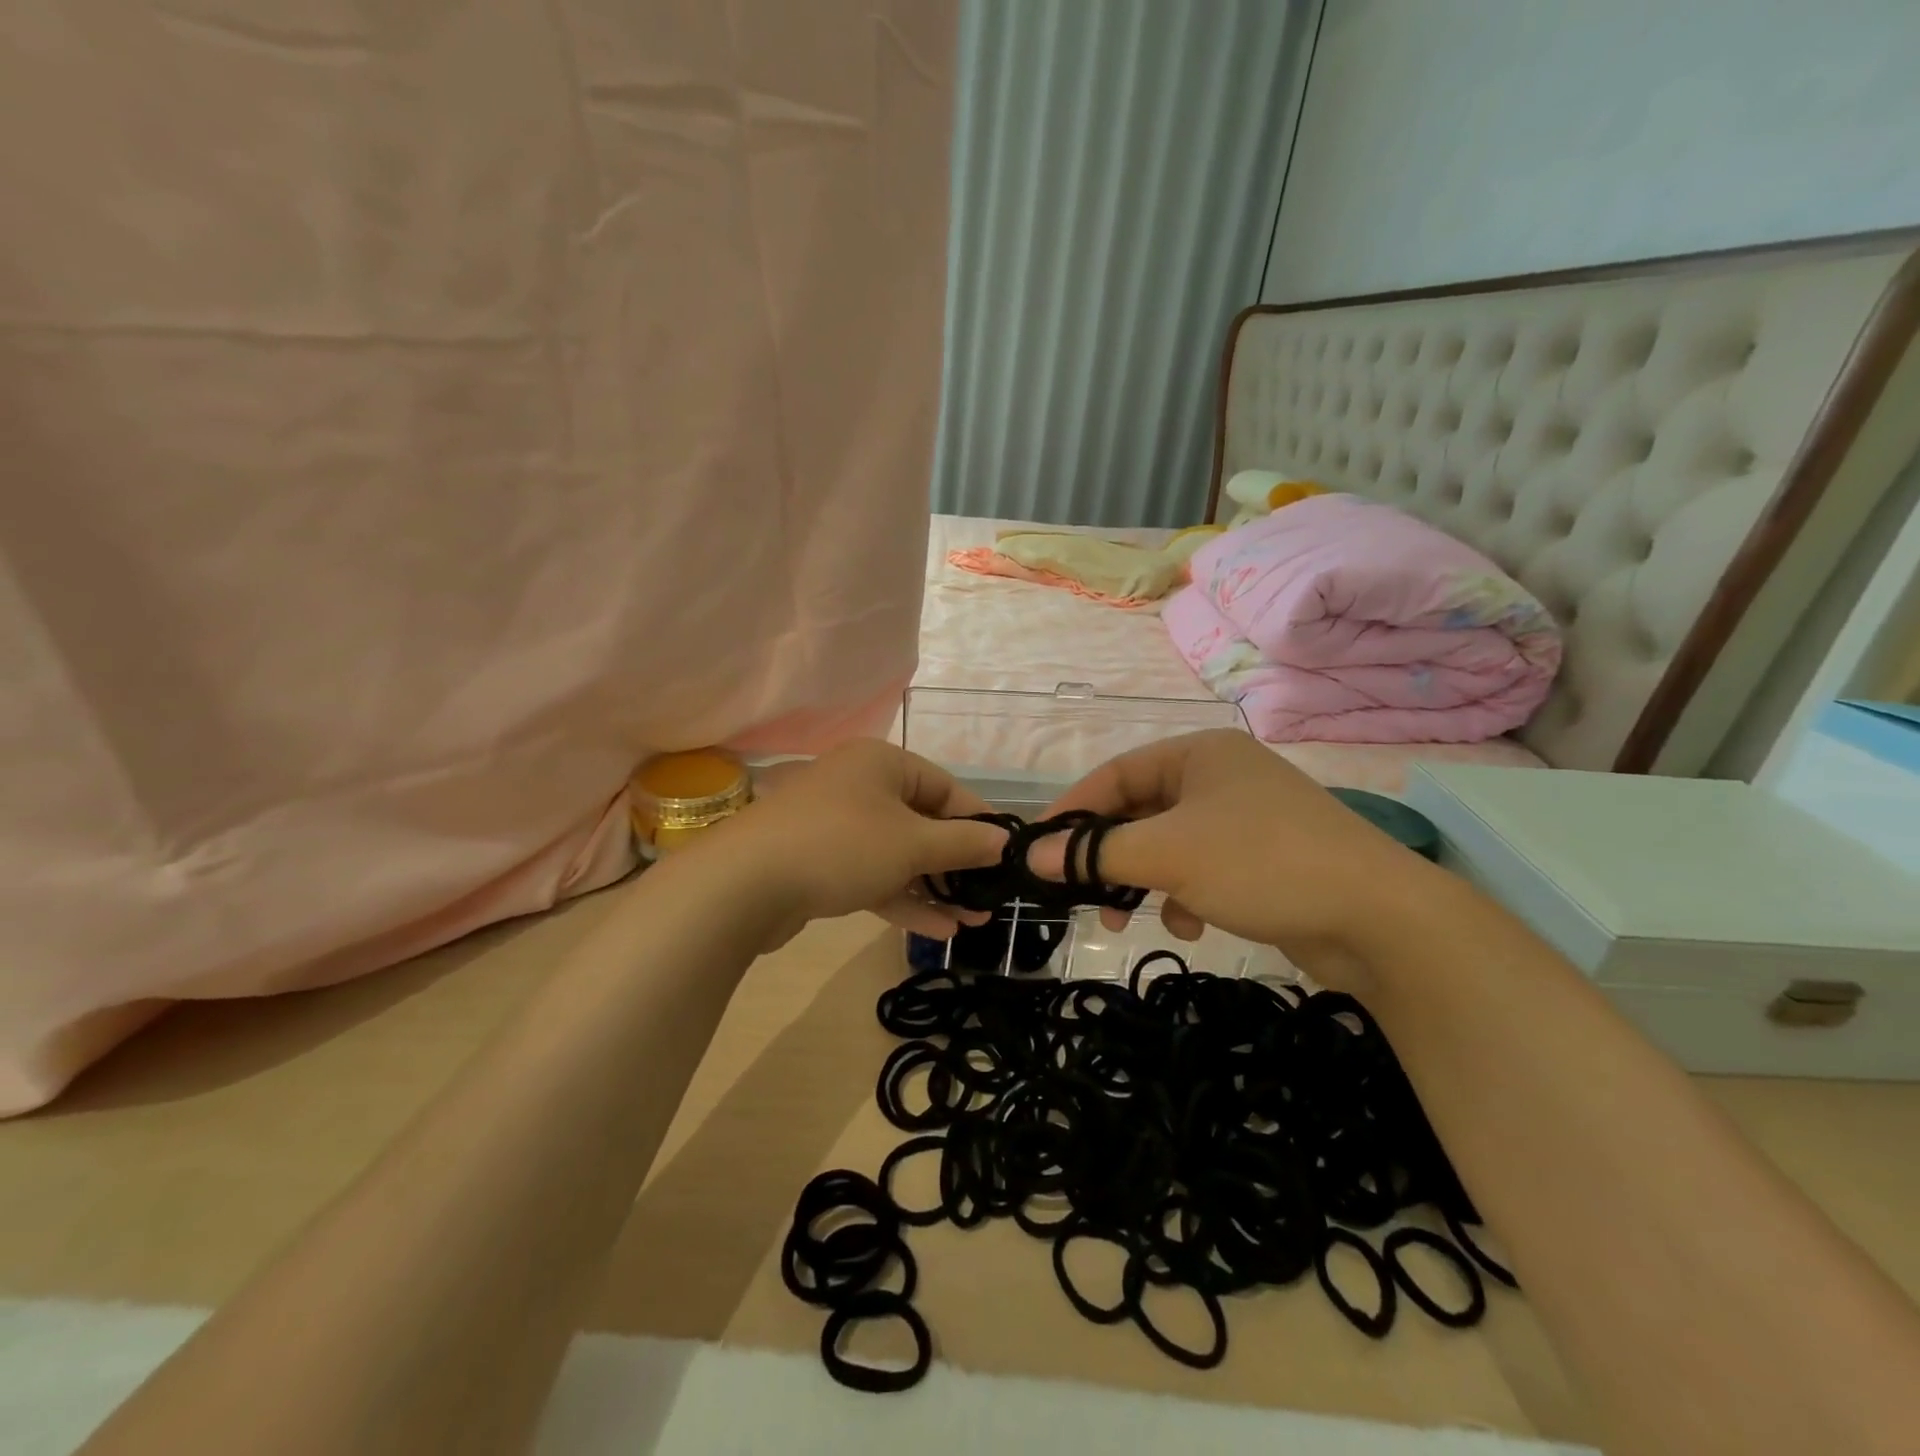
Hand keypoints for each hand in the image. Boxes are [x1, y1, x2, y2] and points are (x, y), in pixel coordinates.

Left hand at [700, 740, 1009, 945]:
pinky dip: (903, 898)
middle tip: (990, 894)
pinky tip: (940, 930)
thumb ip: (963, 843)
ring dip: (935, 886)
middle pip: (922, 822)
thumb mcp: (912, 844)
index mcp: (882, 764)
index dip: (978, 822)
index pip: (946, 788)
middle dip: (957, 863)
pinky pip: (873, 875)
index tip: (1006, 855)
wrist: (743, 885)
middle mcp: (860, 787)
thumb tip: (1006, 840)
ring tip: (974, 919)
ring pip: (898, 854)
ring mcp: (837, 827)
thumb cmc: (841, 846)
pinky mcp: (822, 864)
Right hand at [1028, 730, 1441, 989]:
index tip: (1036, 847)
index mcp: (1200, 753)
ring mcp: (1247, 819)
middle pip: (1141, 811)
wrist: (1378, 918)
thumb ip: (1094, 853)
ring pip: (1169, 845)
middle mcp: (1222, 777)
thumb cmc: (1260, 862)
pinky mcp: (1265, 860)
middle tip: (1077, 891)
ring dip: (1142, 881)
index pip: (1115, 773)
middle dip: (1107, 855)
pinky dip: (1185, 895)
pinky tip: (1192, 925)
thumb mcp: (1167, 854)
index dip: (1072, 810)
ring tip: (1123, 919)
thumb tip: (1031, 857)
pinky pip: (1203, 869)